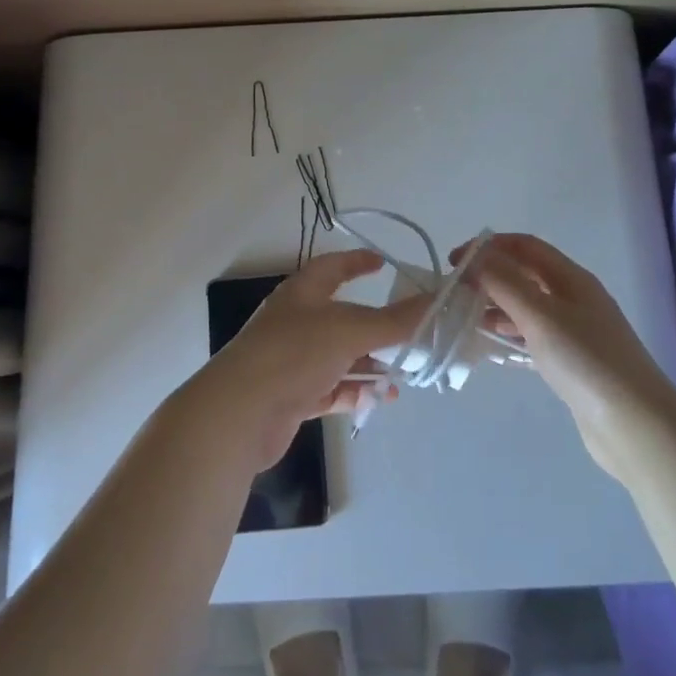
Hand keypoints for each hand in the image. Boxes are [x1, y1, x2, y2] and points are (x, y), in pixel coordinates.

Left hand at [193, 250, 419, 470]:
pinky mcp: (293, 396)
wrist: (240, 413)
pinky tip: (378, 400)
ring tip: (404, 376)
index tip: (383, 263)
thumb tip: (436, 300)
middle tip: (411, 333)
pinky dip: (355, 391)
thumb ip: (394, 320)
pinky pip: (332, 388)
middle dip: (377, 326)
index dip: (357, 261)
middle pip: (344, 317)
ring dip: (371, 364)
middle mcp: (297, 321)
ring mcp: (293, 360)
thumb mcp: (349, 331)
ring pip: (341, 356)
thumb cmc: (293, 354)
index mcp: (303, 293)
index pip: (333, 266)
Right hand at [453, 233, 675, 475]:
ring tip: (465, 317)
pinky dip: (509, 333)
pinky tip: (491, 346)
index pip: (524, 246)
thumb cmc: (586, 362)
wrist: (636, 426)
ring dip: (496, 305)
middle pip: (525, 273)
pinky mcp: (572, 362)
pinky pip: (533, 335)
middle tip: (456, 291)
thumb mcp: (540, 316)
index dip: (488, 247)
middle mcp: (574, 298)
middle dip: (489, 275)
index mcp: (571, 278)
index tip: (454, 262)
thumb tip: (476, 257)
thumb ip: (505, 282)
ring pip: (527, 306)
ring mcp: (575, 331)